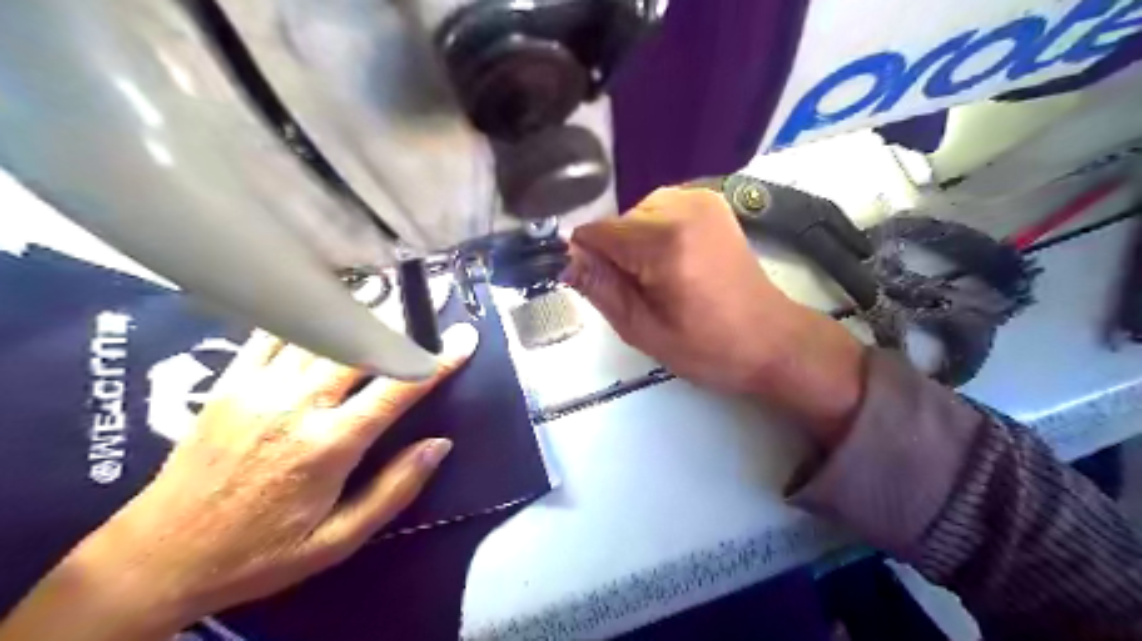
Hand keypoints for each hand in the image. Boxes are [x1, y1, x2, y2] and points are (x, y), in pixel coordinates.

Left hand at [0, 326, 478, 640]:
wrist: (157, 557)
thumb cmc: (259, 553)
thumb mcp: (337, 540)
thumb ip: (394, 489)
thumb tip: (439, 444)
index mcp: (328, 445)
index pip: (398, 388)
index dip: (437, 360)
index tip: (465, 339)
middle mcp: (297, 404)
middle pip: (362, 345)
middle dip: (404, 323)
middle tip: (430, 306)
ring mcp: (259, 387)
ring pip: (322, 331)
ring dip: (362, 312)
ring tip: (391, 296)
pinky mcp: (231, 381)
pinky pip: (275, 332)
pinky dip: (307, 314)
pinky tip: (327, 306)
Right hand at [560, 186, 864, 444]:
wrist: (771, 340)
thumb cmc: (708, 347)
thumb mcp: (642, 329)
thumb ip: (599, 288)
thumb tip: (566, 260)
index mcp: (664, 240)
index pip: (595, 232)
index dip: (587, 261)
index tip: (598, 289)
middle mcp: (682, 205)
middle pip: (616, 222)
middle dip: (615, 255)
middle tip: (641, 294)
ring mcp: (701, 198)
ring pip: (635, 215)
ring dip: (634, 245)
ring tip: (662, 280)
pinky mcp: (711, 201)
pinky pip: (659, 210)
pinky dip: (654, 235)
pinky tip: (675, 263)